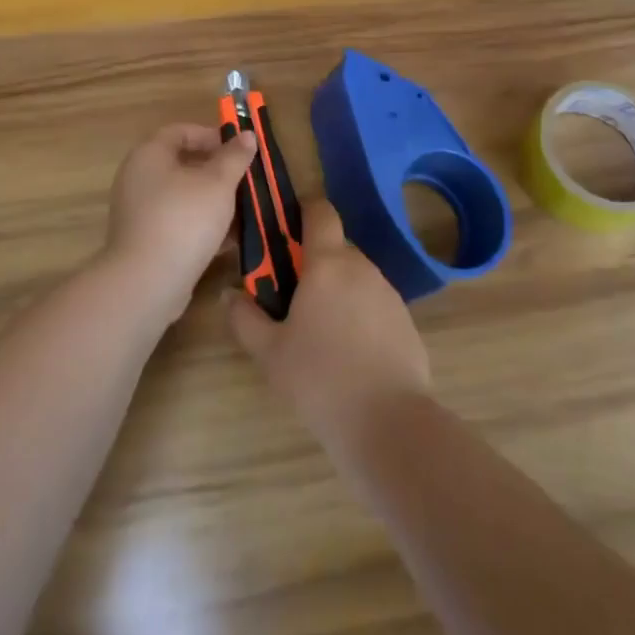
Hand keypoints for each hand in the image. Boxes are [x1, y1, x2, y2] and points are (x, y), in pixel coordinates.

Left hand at [104, 123, 257, 325]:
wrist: (147, 283)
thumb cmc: (184, 219)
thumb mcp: (218, 183)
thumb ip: (234, 157)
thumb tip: (248, 134)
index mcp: (149, 155)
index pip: (180, 131)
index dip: (210, 135)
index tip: (238, 149)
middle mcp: (138, 179)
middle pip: (181, 164)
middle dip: (216, 171)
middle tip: (244, 179)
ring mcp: (139, 212)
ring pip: (182, 196)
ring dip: (212, 200)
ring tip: (244, 210)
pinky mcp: (145, 241)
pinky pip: (177, 222)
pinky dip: (201, 225)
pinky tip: (229, 239)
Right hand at [226, 199, 430, 442]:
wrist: (389, 423)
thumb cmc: (320, 379)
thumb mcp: (269, 353)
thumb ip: (244, 318)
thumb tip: (229, 294)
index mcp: (328, 263)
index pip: (320, 211)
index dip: (304, 211)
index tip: (285, 231)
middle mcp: (362, 267)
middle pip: (336, 248)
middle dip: (314, 263)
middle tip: (291, 297)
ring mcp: (388, 294)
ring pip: (356, 277)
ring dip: (337, 290)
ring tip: (319, 332)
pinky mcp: (406, 321)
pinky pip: (375, 304)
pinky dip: (359, 315)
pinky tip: (349, 354)